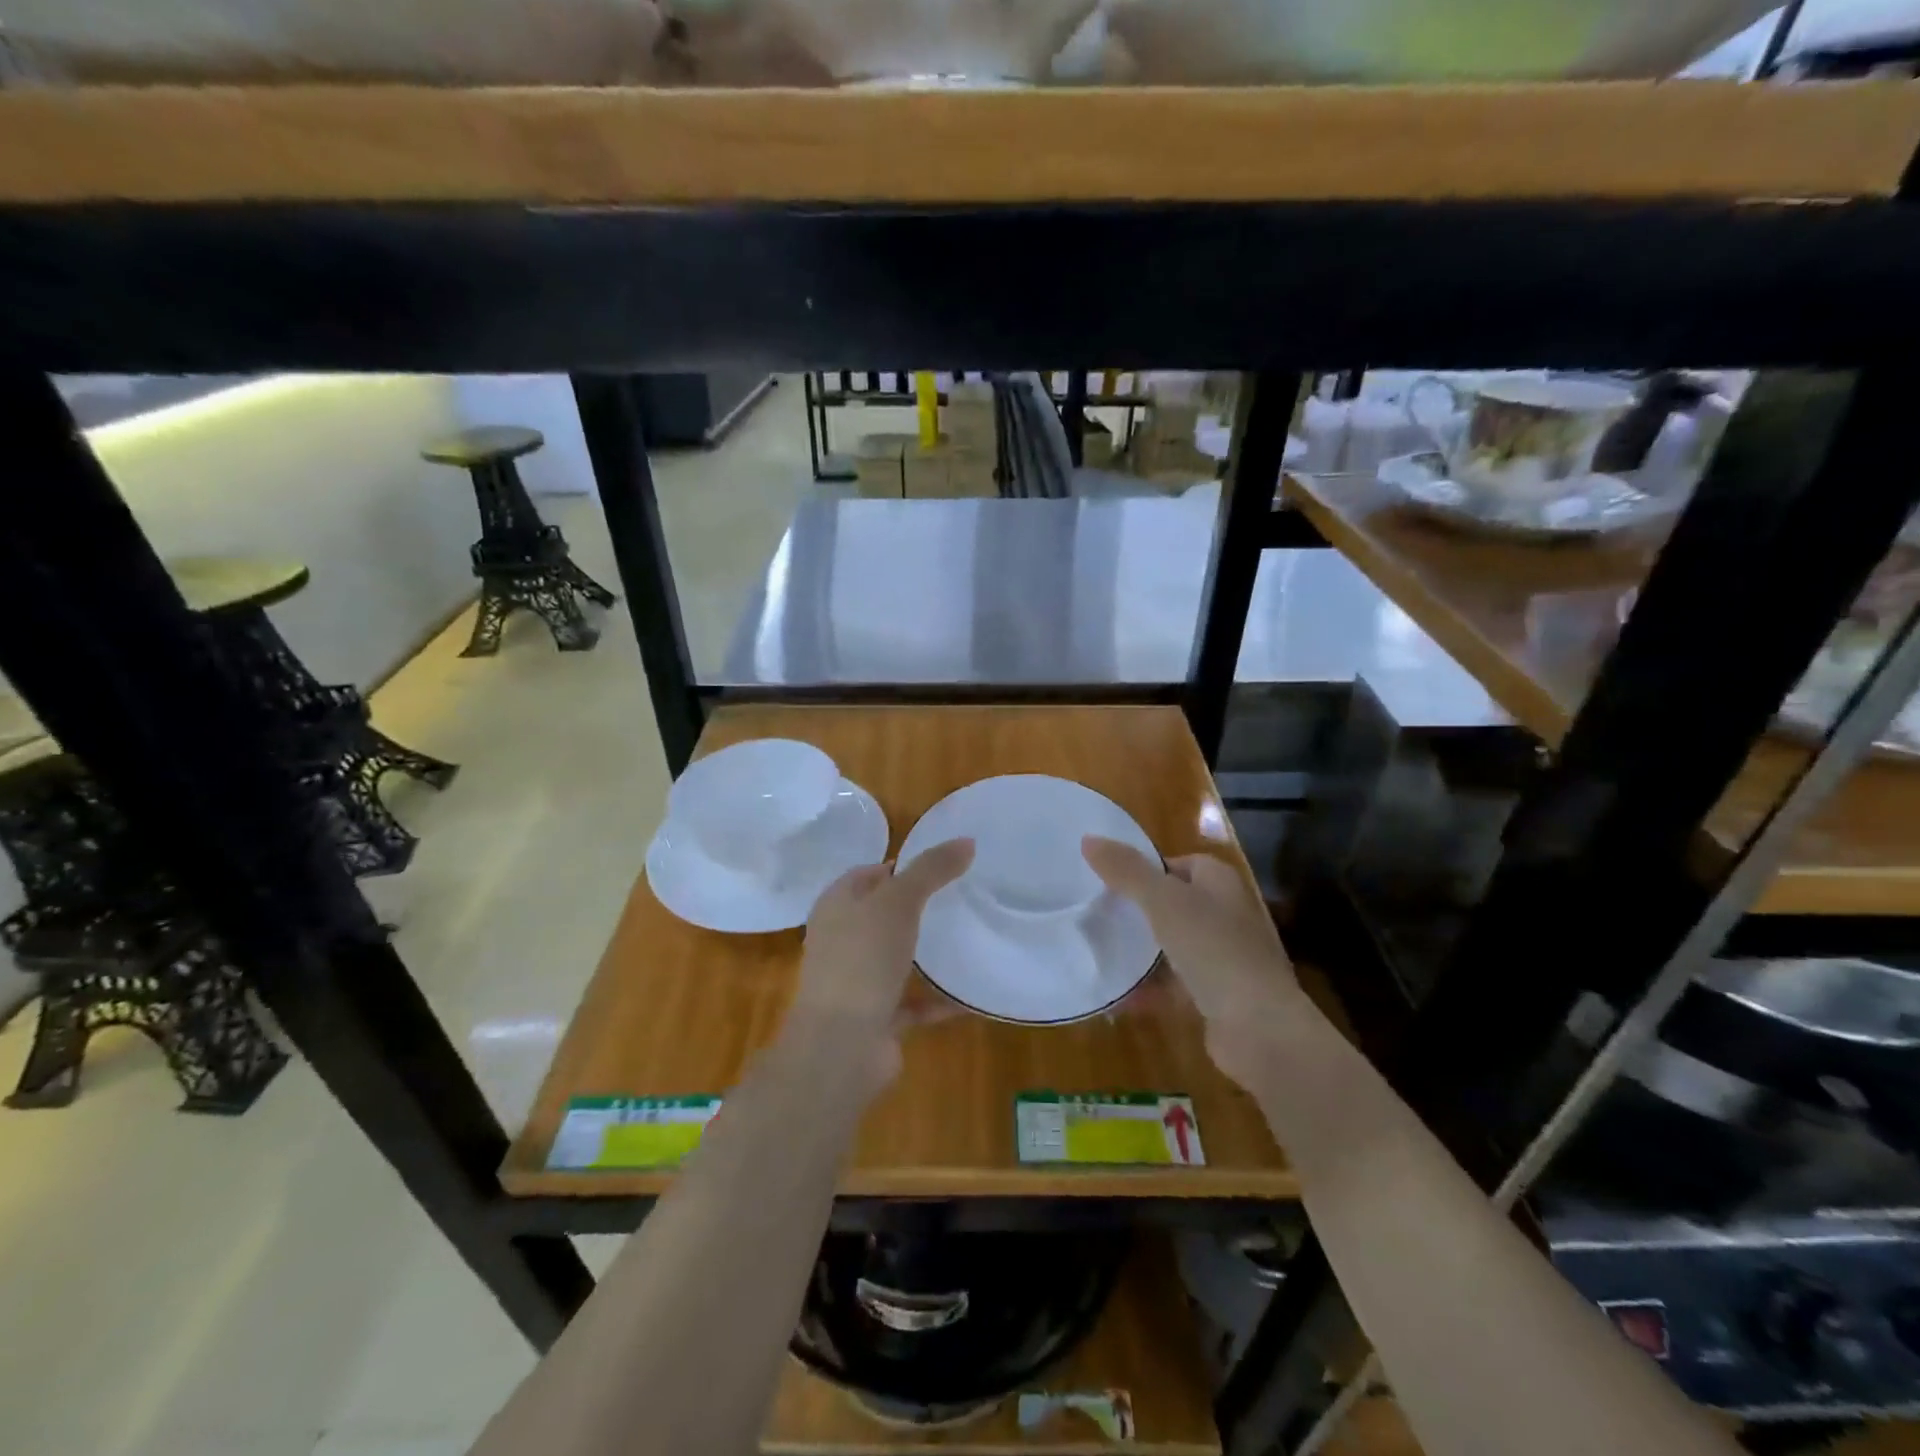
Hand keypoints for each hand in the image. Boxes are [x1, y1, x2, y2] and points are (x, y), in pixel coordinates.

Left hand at [786, 838, 974, 1064]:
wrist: (841, 1046)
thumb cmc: (862, 959)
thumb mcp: (899, 901)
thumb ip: (931, 869)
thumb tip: (967, 840)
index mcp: (836, 906)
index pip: (868, 874)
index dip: (901, 866)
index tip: (942, 866)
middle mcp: (841, 940)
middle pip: (882, 915)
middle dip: (917, 908)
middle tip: (961, 898)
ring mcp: (856, 981)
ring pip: (896, 958)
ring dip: (925, 953)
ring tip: (968, 938)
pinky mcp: (875, 1017)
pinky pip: (912, 1002)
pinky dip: (937, 999)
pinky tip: (969, 995)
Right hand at [1083, 836, 1307, 1090]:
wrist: (1258, 1027)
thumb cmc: (1213, 949)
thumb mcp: (1163, 901)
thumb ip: (1126, 870)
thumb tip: (1088, 839)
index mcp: (1220, 884)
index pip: (1182, 863)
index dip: (1150, 867)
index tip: (1111, 877)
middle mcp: (1226, 916)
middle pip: (1175, 904)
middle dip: (1140, 908)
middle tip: (1099, 911)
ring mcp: (1223, 959)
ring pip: (1173, 946)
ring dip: (1142, 950)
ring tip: (1100, 948)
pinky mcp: (1215, 997)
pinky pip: (1173, 986)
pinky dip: (1147, 989)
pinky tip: (1116, 995)